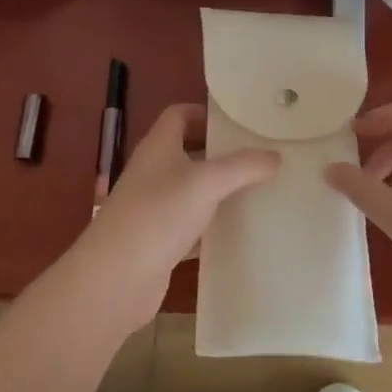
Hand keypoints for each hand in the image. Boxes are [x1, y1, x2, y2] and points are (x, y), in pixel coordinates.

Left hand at [60, 103, 278, 332]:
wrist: (116, 278)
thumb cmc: (158, 215)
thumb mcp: (206, 183)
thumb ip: (243, 167)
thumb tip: (276, 155)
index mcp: (158, 146)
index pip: (180, 114)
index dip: (206, 113)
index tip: (240, 122)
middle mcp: (153, 171)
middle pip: (188, 151)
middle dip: (220, 152)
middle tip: (258, 156)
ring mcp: (153, 207)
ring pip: (191, 189)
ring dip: (219, 189)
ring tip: (258, 190)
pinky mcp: (159, 240)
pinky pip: (191, 224)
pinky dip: (212, 225)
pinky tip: (239, 231)